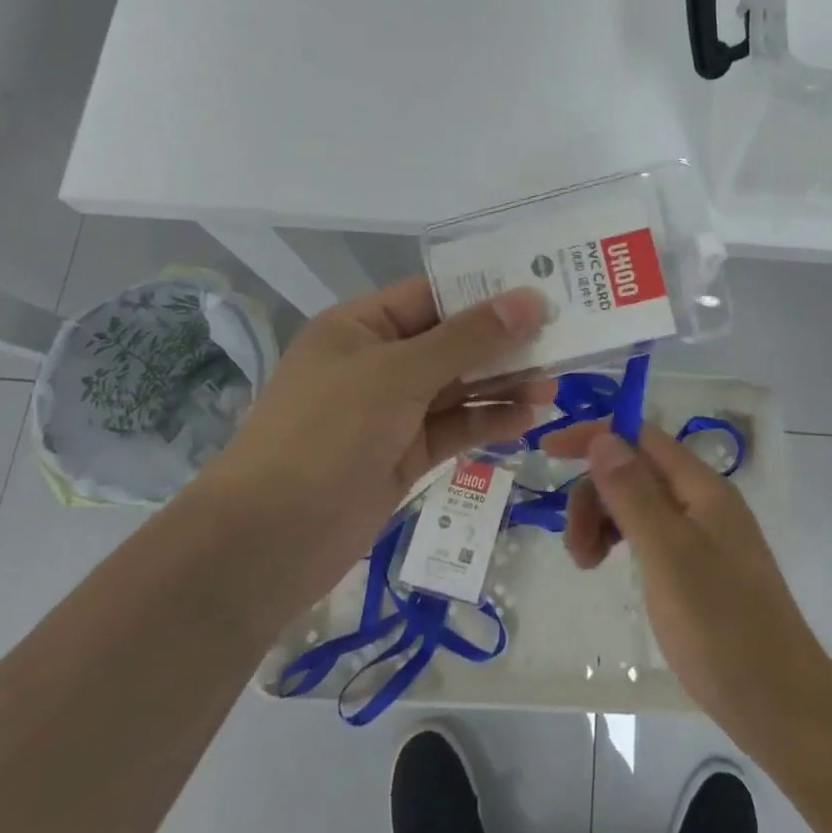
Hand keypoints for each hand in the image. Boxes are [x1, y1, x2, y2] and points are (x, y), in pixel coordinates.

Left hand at [202, 277, 551, 626]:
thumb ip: (467, 338)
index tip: (543, 291)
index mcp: (361, 326)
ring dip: (503, 384)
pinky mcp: (404, 455)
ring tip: (555, 384)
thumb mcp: (398, 374)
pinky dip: (488, 421)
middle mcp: (377, 362)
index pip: (433, 295)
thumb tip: (528, 299)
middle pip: (451, 341)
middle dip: (503, 341)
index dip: (486, 292)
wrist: (269, 541)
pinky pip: (454, 428)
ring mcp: (390, 411)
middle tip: (562, 338)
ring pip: (457, 387)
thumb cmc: (327, 433)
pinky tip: (528, 418)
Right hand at [549, 424, 831, 762]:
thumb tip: (602, 437)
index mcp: (702, 487)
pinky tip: (612, 569)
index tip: (548, 453)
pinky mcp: (702, 569)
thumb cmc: (721, 627)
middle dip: (595, 495)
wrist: (782, 707)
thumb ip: (632, 493)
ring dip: (604, 521)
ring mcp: (706, 536)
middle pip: (636, 471)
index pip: (640, 436)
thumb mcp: (667, 554)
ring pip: (640, 504)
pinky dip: (623, 543)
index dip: (594, 437)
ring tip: (586, 565)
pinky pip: (652, 535)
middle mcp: (705, 501)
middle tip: (576, 548)